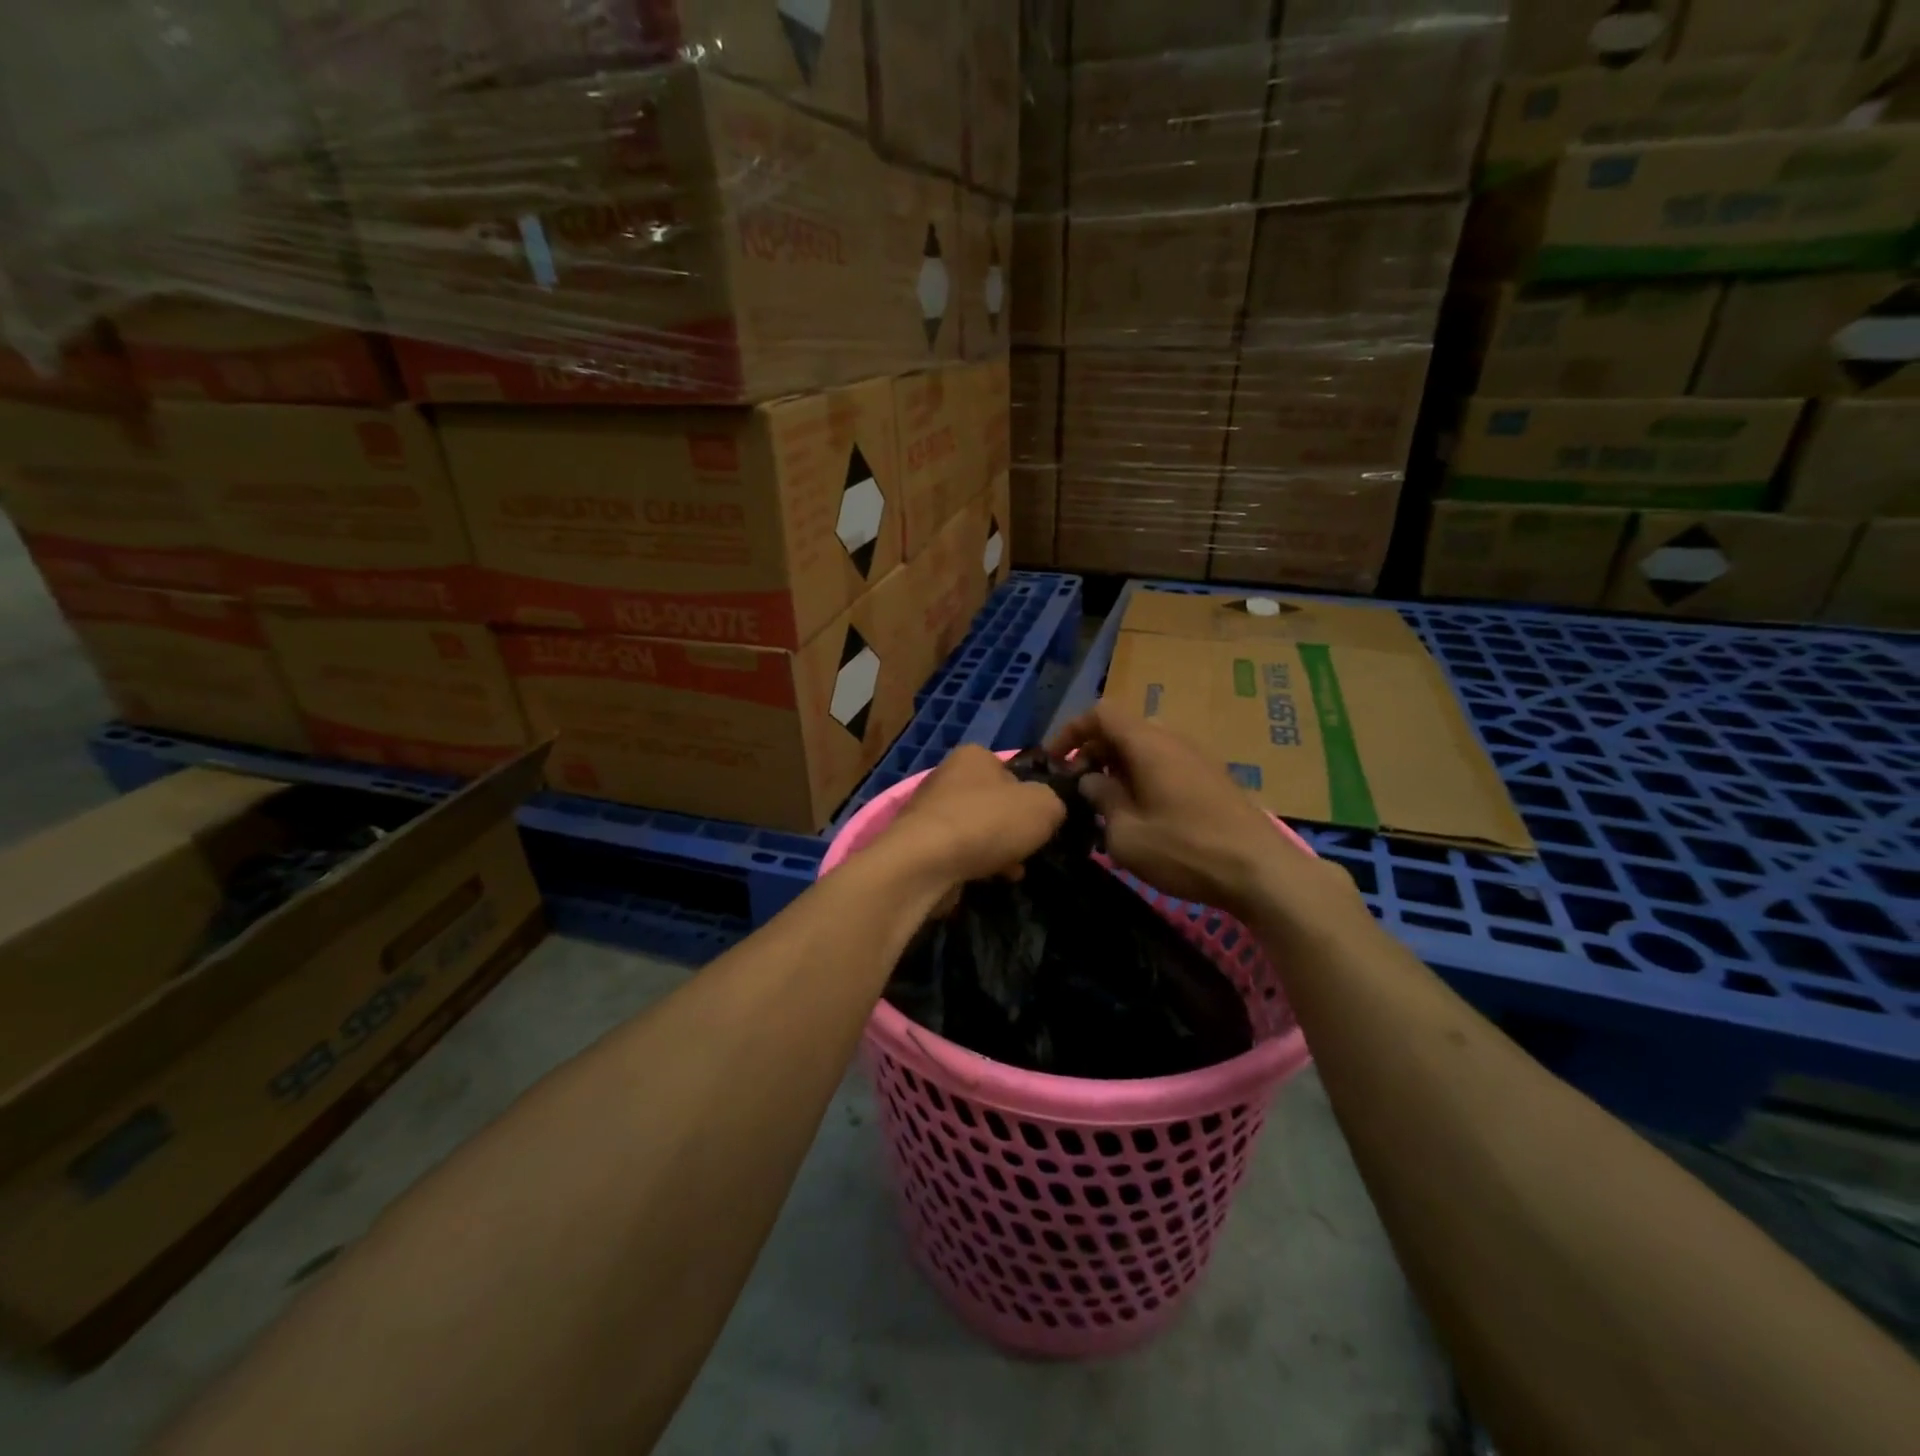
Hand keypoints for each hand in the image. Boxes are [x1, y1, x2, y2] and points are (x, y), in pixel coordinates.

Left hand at [881, 745, 1065, 893]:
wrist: (926, 862)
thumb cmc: (988, 822)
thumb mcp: (1044, 806)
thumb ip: (1054, 803)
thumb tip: (1048, 811)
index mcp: (974, 756)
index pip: (1012, 771)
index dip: (1032, 796)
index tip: (1042, 821)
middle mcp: (947, 776)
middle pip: (994, 803)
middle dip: (1013, 828)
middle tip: (1030, 848)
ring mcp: (930, 811)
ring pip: (977, 830)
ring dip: (998, 849)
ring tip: (1014, 870)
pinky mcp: (919, 844)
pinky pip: (958, 852)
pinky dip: (975, 864)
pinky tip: (989, 880)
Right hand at [1048, 702, 1356, 920]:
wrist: (1260, 871)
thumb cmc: (1185, 850)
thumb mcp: (1126, 834)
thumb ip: (1102, 800)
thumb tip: (1091, 781)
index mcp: (1147, 744)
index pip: (1101, 713)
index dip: (1071, 731)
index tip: (1055, 762)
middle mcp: (1172, 740)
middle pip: (1122, 730)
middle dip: (1092, 753)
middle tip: (1076, 789)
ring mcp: (1196, 758)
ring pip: (1144, 749)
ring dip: (1117, 769)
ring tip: (1104, 807)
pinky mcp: (1211, 779)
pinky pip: (1165, 765)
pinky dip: (1142, 778)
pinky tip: (1140, 816)